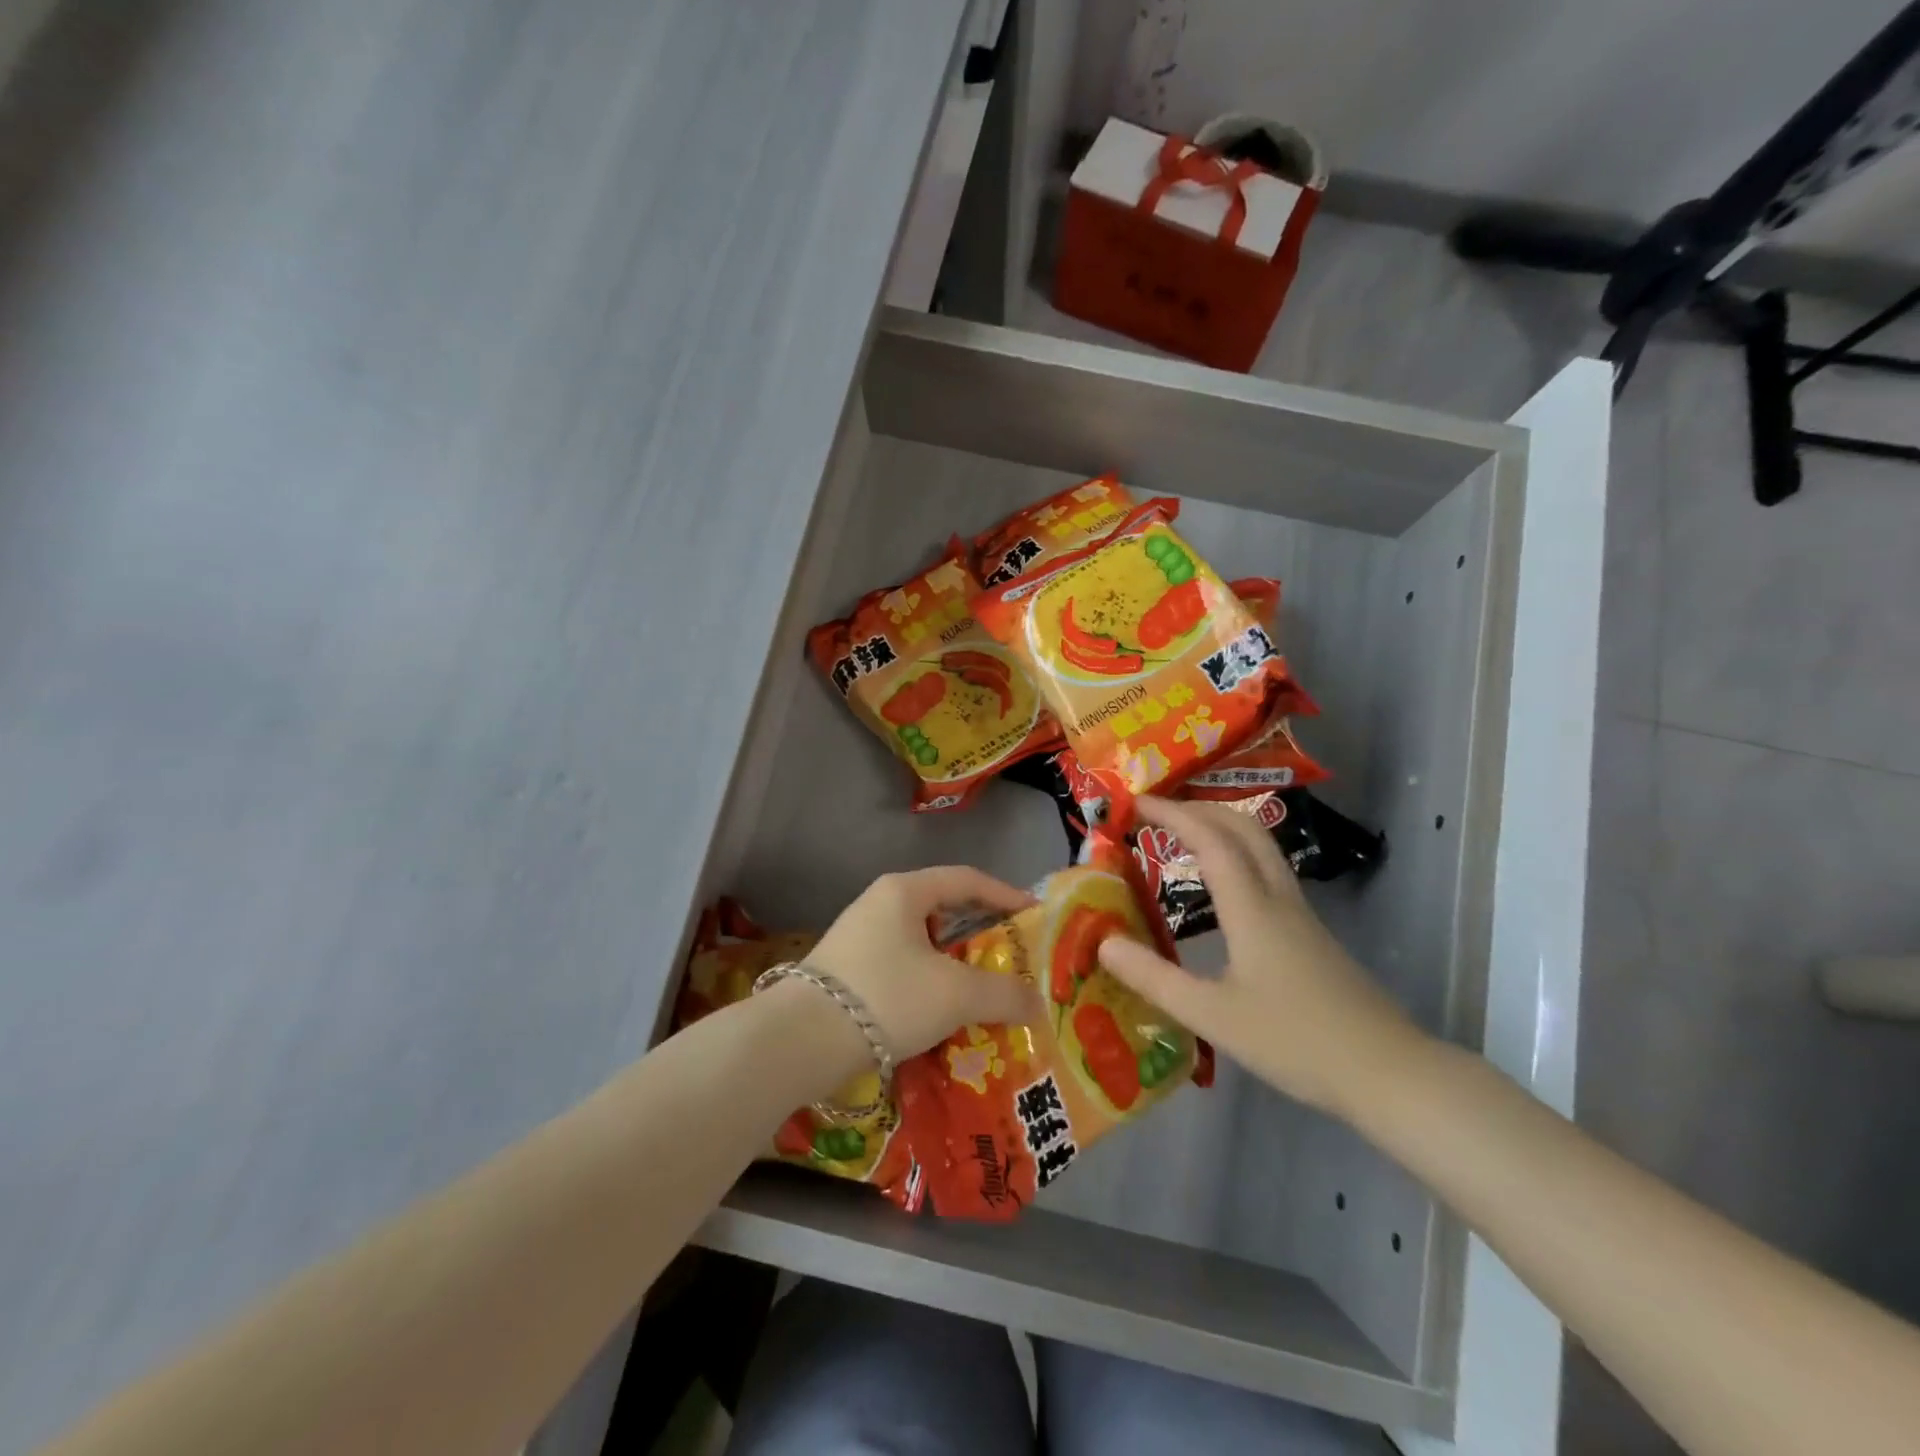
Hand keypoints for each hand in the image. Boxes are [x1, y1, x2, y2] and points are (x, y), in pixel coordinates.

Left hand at [806, 867, 1044, 1062]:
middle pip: (943, 910)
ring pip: (922, 943)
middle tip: (1011, 959)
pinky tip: (942, 1015)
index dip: (1005, 894)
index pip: (966, 879)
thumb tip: (1037, 1003)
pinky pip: (902, 967)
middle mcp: (880, 904)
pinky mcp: (847, 971)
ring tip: (983, 993)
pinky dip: (929, 984)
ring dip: (955, 965)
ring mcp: (859, 937)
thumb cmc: (886, 996)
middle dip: (981, 934)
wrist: (800, 1040)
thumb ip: (1003, 994)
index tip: (1033, 916)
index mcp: (904, 891)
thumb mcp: (954, 994)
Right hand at [1096, 797, 1422, 1117]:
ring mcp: (1300, 915)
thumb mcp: (1211, 1016)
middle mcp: (1278, 898)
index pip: (1210, 840)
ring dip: (1221, 828)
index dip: (1172, 814)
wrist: (1388, 1072)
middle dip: (1200, 808)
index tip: (1135, 802)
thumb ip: (1153, 978)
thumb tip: (1103, 941)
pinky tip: (1221, 888)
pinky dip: (1236, 856)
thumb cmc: (1295, 1041)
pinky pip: (1268, 873)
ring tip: (1183, 837)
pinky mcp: (1311, 936)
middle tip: (1158, 812)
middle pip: (1244, 828)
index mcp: (1252, 909)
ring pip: (1261, 848)